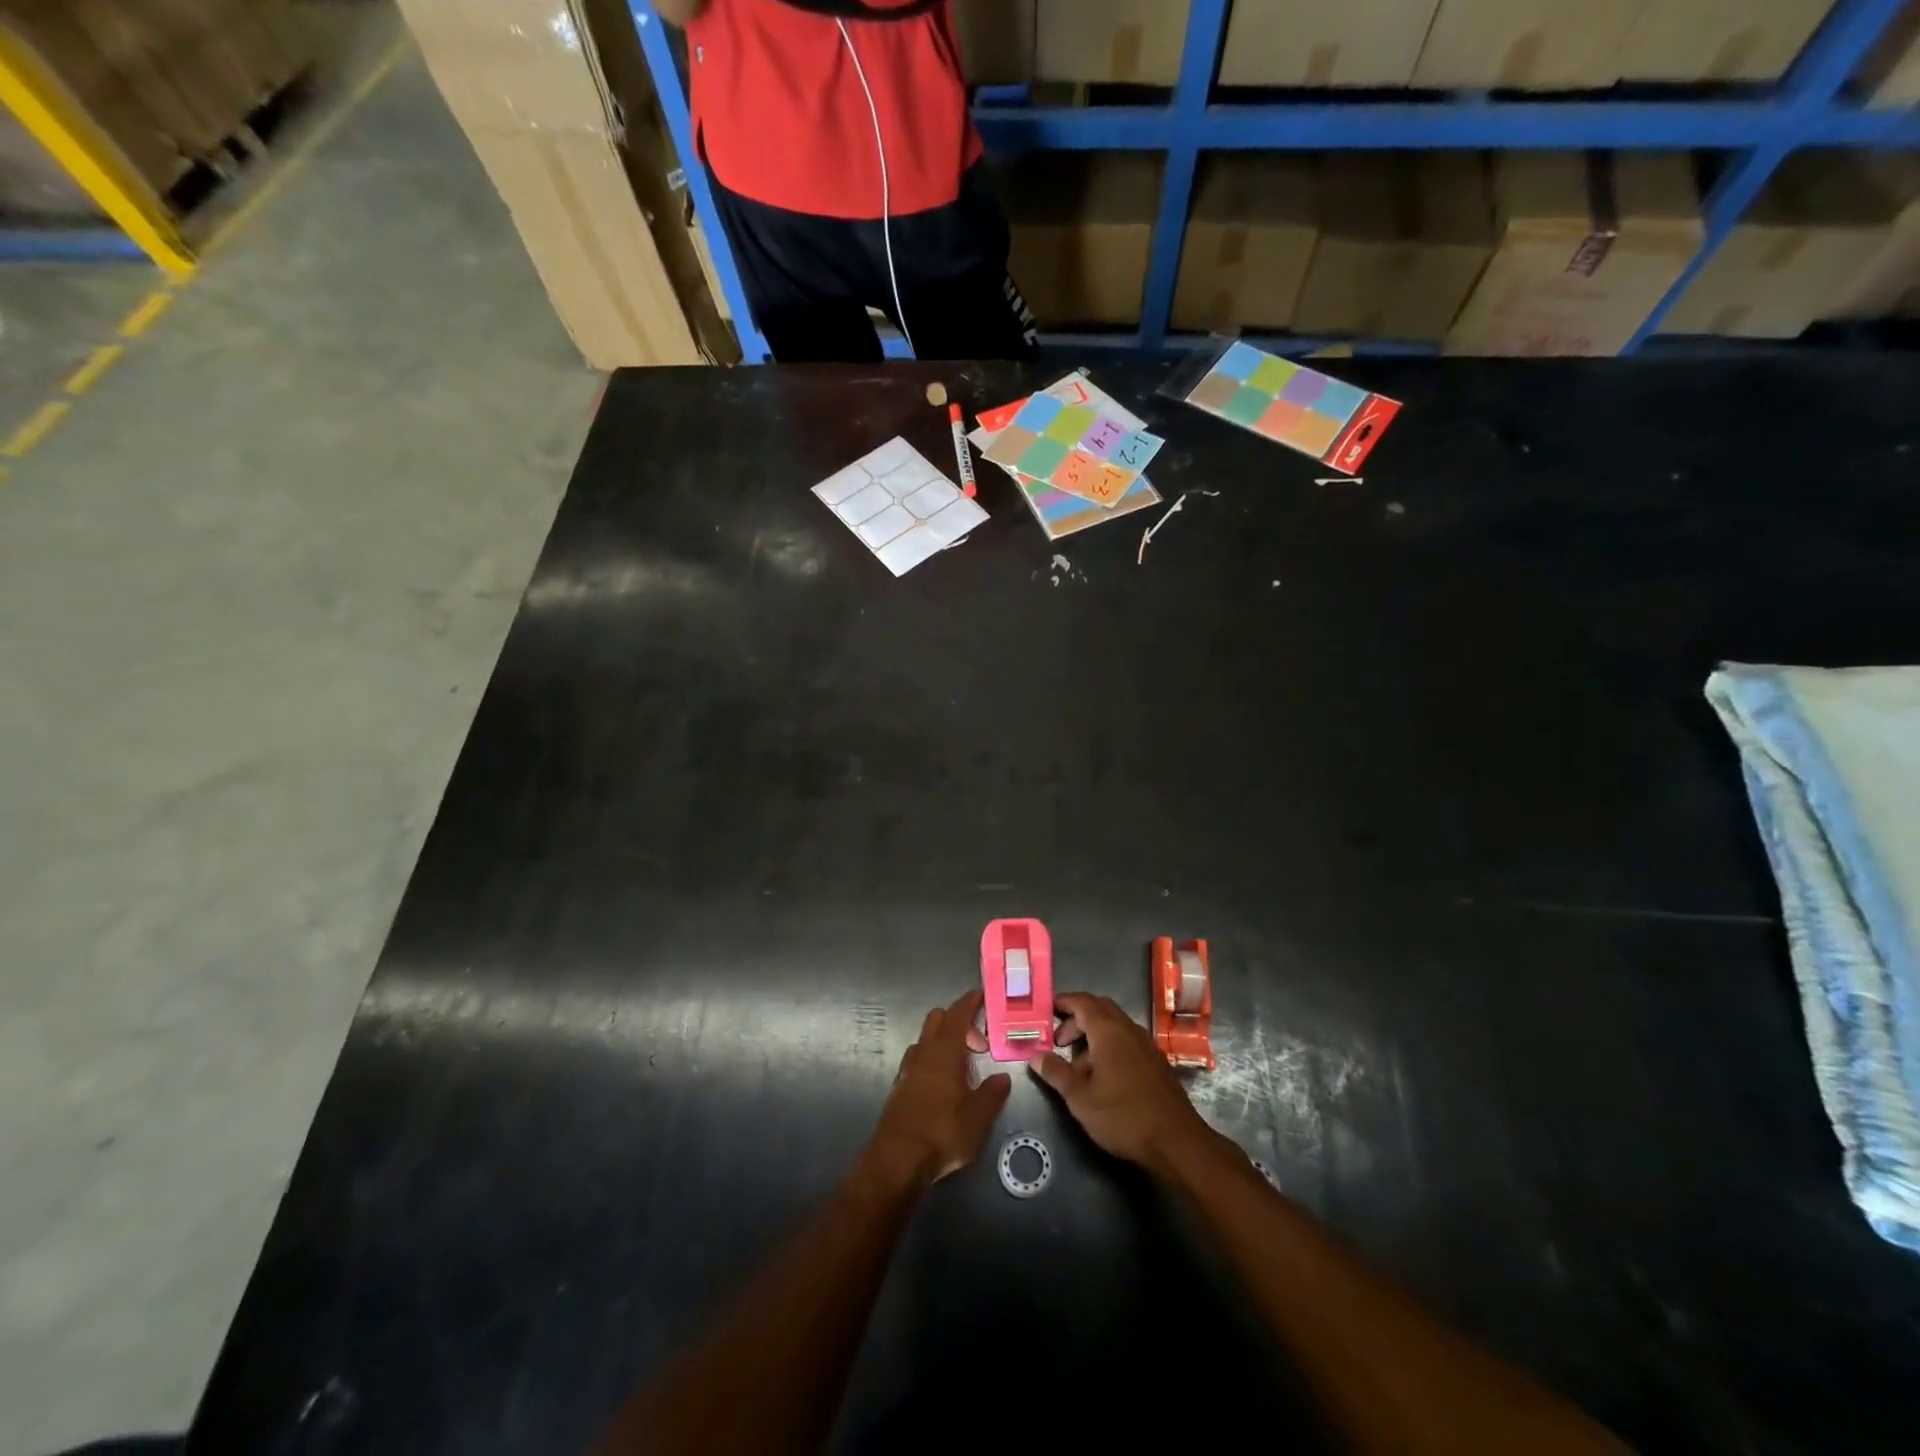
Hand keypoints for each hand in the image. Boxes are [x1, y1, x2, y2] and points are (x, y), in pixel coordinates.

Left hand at [866, 990, 1010, 1190]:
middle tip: (977, 1042)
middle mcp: (924, 1052)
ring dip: (943, 1041)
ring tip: (962, 1064)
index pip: (958, 1014)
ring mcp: (908, 1068)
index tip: (980, 995)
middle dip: (957, 1020)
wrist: (897, 1159)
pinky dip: (932, 1059)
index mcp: (945, 1051)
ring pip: (926, 1039)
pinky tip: (943, 1084)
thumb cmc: (942, 1132)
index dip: (969, 1002)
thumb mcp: (978, 1117)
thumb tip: (1003, 1078)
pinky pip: (918, 1059)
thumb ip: (992, 1094)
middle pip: (937, 1020)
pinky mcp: (900, 1086)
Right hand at [1029, 992, 1211, 1175]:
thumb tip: (1036, 1056)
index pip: (1082, 1001)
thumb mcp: (1080, 1099)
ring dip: (1093, 1036)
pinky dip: (1110, 1047)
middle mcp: (1128, 1029)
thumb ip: (1056, 1073)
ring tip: (1078, 1067)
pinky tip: (1104, 1078)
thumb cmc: (1123, 1116)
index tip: (1047, 1010)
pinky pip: (1127, 1041)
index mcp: (1108, 1030)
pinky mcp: (1156, 1062)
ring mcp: (1146, 1044)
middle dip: (1077, 1019)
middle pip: (1100, 1009)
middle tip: (1060, 1042)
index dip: (1063, 1002)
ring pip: (1114, 1026)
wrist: (1176, 1141)